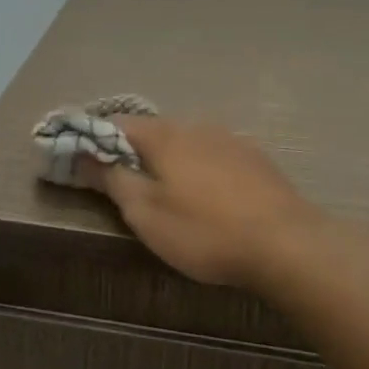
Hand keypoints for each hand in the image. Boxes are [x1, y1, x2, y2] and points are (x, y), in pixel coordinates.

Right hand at [78, 117, 325, 289]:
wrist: (287, 244)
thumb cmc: (204, 231)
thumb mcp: (146, 213)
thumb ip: (112, 179)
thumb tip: (83, 154)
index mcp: (164, 136)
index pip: (116, 124)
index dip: (93, 140)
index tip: (81, 161)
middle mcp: (197, 126)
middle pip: (152, 131)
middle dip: (131, 151)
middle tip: (121, 184)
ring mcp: (231, 140)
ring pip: (186, 142)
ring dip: (167, 160)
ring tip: (164, 192)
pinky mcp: (256, 159)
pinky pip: (213, 155)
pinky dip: (198, 168)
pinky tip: (205, 195)